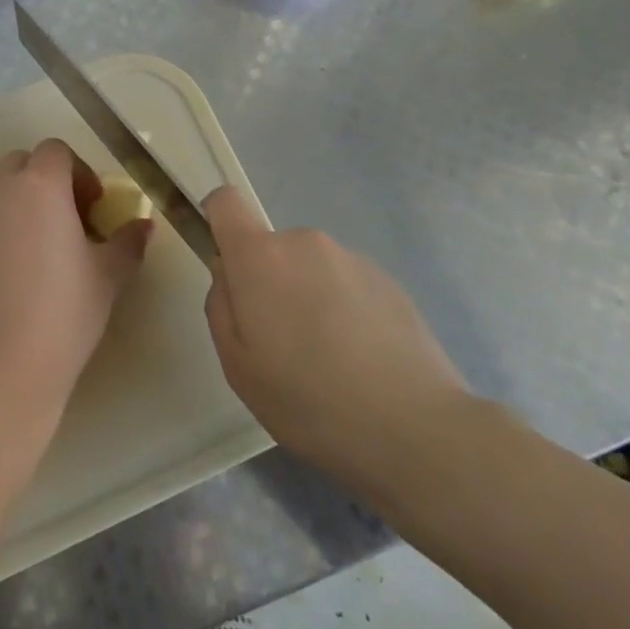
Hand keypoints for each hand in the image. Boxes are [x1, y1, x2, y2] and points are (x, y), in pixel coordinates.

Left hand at [0, 139, 152, 422]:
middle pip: (23, 164)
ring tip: (41, 246)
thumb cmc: (63, 313)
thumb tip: (144, 225)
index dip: (79, 172)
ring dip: (20, 202)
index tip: (93, 207)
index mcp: (39, 185)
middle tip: (70, 220)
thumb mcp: (108, 276)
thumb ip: (128, 242)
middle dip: (47, 181)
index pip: (57, 151)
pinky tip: (14, 270)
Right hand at [203, 187, 471, 493]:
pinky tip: (361, 361)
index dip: (218, 221)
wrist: (411, 426)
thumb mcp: (237, 364)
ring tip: (329, 360)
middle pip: (272, 248)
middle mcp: (305, 242)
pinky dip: (344, 311)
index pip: (226, 202)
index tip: (226, 264)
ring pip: (311, 269)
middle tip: (283, 344)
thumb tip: (229, 272)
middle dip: (269, 283)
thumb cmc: (306, 398)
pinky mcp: (389, 281)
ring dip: (309, 298)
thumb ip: (221, 305)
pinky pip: (347, 285)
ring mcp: (352, 258)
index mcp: (261, 257)